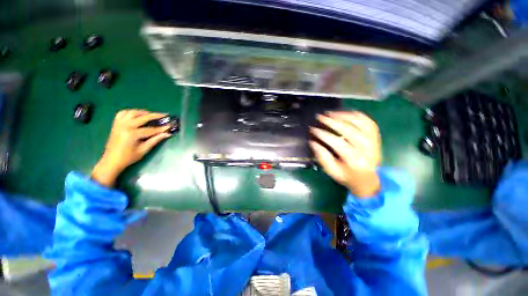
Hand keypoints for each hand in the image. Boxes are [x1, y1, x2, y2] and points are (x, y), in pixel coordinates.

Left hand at [91, 109, 171, 186]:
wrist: (111, 160)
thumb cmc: (128, 157)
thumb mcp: (144, 150)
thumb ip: (155, 140)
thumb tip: (167, 134)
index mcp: (132, 134)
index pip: (151, 129)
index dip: (162, 128)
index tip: (170, 125)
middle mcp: (125, 126)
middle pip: (142, 117)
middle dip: (155, 116)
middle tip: (164, 115)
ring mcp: (119, 124)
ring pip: (132, 112)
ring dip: (143, 112)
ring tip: (151, 115)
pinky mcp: (116, 124)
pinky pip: (123, 113)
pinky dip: (131, 112)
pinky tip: (137, 116)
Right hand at [310, 111, 380, 197]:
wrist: (370, 180)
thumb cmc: (348, 177)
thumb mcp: (333, 172)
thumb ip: (322, 157)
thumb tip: (313, 142)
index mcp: (355, 160)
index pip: (337, 142)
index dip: (324, 134)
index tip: (313, 129)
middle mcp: (366, 148)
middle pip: (348, 129)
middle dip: (331, 121)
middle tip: (320, 117)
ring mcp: (374, 141)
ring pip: (359, 122)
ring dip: (343, 115)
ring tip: (330, 113)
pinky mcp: (376, 137)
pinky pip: (368, 121)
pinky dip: (356, 115)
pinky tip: (345, 113)